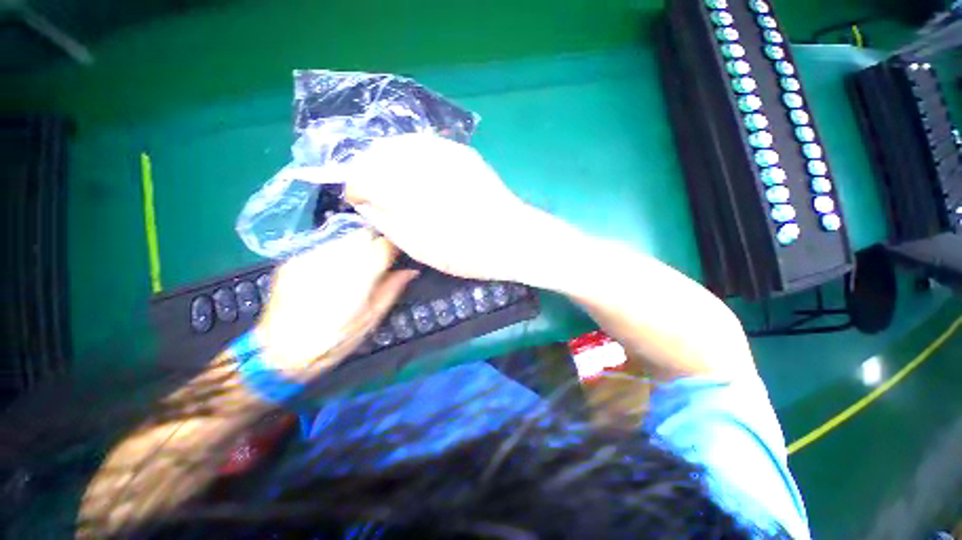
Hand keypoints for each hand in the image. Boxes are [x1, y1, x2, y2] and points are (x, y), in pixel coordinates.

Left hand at [254, 227, 417, 379]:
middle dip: (376, 243)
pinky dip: (337, 252)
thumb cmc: (335, 340)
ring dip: (357, 246)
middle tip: (379, 261)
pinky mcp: (294, 259)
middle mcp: (334, 260)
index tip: (398, 256)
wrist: (279, 352)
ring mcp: (310, 256)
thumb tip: (412, 271)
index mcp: (358, 276)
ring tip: (356, 266)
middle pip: (364, 234)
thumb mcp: (372, 318)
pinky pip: (325, 245)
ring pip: (345, 237)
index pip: (384, 245)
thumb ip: (393, 288)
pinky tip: (333, 271)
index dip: (395, 247)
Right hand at [343, 134, 537, 280]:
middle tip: (371, 193)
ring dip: (387, 161)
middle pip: (379, 153)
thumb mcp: (421, 247)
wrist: (514, 239)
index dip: (355, 188)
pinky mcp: (462, 153)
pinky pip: (424, 144)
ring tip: (390, 183)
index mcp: (410, 190)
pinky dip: (410, 155)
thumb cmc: (468, 252)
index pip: (364, 176)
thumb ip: (388, 221)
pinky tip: (414, 173)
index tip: (357, 201)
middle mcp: (424, 162)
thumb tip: (367, 203)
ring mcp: (446, 151)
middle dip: (368, 171)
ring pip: (400, 144)